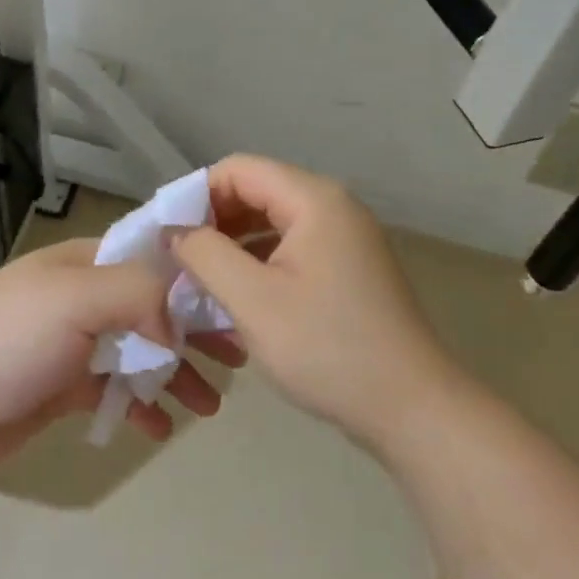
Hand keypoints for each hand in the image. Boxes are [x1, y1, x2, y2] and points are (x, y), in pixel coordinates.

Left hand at [0, 238, 243, 473]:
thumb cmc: (8, 339)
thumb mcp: (77, 298)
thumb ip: (139, 294)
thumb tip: (176, 325)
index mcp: (87, 262)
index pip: (155, 258)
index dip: (197, 279)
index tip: (238, 305)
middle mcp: (84, 297)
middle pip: (155, 308)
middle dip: (196, 332)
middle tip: (237, 360)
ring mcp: (73, 344)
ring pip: (141, 353)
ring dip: (177, 375)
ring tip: (210, 405)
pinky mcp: (63, 388)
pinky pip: (116, 392)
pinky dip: (141, 407)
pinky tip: (161, 429)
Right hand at [172, 155, 453, 451]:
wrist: (413, 408)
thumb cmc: (328, 349)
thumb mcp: (252, 301)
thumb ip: (205, 254)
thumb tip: (175, 229)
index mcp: (314, 199)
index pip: (238, 170)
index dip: (196, 195)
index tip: (166, 235)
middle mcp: (333, 206)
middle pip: (257, 191)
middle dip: (213, 221)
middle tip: (178, 261)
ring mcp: (346, 238)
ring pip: (272, 222)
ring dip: (233, 245)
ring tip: (200, 281)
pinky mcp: (349, 267)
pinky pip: (292, 248)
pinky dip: (260, 263)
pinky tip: (238, 297)